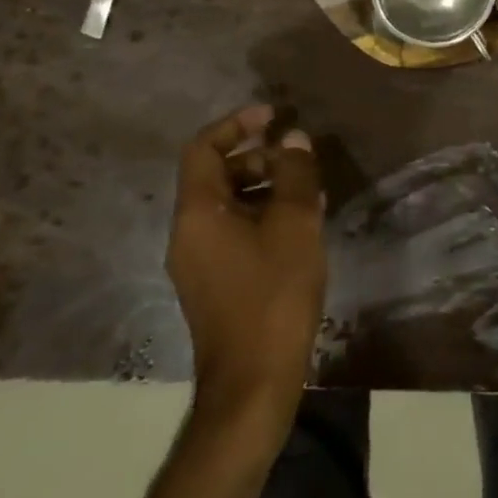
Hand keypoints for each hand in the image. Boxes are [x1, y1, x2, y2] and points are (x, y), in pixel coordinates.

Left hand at [169, 103, 325, 425]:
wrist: (253, 383)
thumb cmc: (273, 295)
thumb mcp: (294, 225)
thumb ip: (294, 175)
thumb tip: (294, 138)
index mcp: (197, 214)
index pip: (203, 149)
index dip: (235, 124)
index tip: (272, 114)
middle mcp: (188, 233)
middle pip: (216, 175)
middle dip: (258, 156)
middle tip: (298, 156)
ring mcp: (199, 262)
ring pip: (229, 204)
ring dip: (266, 186)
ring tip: (309, 188)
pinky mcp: (216, 284)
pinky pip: (235, 231)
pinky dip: (263, 215)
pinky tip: (302, 223)